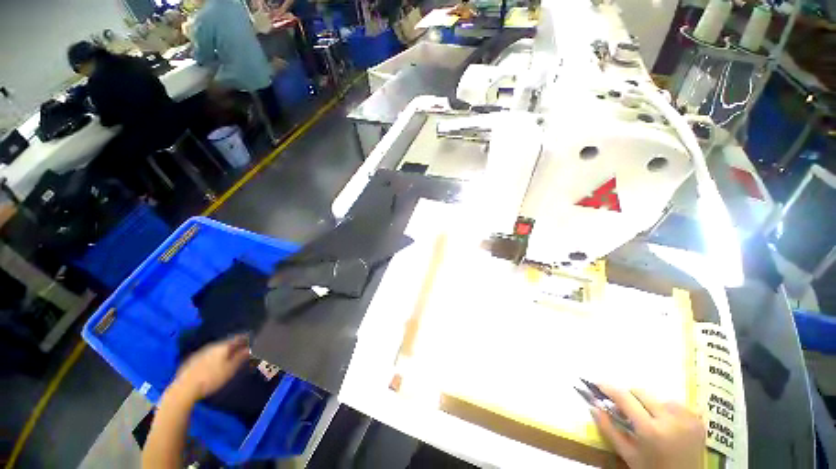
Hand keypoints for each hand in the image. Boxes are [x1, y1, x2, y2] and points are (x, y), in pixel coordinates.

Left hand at [170, 335, 249, 400]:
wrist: (184, 389)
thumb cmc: (210, 379)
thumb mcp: (229, 370)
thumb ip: (240, 358)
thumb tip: (250, 348)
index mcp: (223, 347)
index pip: (238, 338)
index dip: (246, 338)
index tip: (253, 339)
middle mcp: (212, 346)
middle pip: (227, 342)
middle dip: (235, 345)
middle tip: (242, 349)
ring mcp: (201, 352)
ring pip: (216, 348)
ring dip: (224, 350)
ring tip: (230, 356)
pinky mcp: (192, 360)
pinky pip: (208, 354)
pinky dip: (215, 356)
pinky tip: (214, 363)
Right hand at [591, 385, 704, 468]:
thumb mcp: (627, 454)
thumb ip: (608, 429)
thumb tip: (592, 405)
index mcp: (650, 429)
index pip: (624, 398)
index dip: (609, 388)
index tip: (598, 383)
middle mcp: (669, 419)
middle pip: (641, 393)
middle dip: (630, 397)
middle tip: (625, 409)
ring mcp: (687, 418)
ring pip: (658, 397)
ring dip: (649, 404)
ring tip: (649, 419)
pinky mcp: (698, 419)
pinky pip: (676, 404)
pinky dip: (667, 408)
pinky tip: (666, 421)